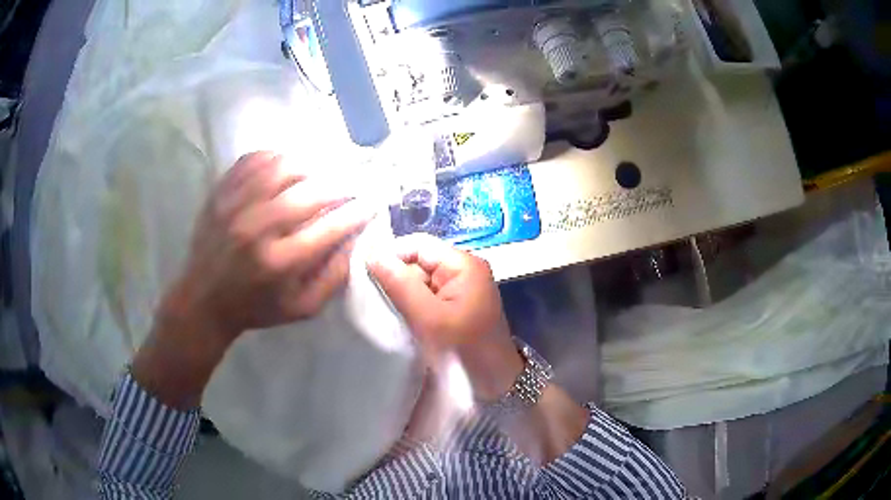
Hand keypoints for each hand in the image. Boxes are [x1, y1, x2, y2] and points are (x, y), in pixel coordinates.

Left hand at [133, 151, 373, 408]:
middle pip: (309, 192)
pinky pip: (253, 160)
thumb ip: (333, 277)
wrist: (203, 300)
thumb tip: (355, 239)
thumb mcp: (301, 308)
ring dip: (309, 167)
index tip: (370, 203)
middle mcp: (257, 229)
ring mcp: (235, 206)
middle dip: (339, 185)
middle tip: (349, 186)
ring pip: (281, 167)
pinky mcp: (220, 193)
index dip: (356, 212)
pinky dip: (275, 157)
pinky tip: (284, 167)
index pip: (330, 227)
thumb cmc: (256, 307)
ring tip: (317, 175)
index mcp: (280, 263)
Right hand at [367, 234, 522, 401]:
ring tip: (388, 311)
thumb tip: (372, 253)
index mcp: (463, 264)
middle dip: (397, 278)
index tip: (365, 274)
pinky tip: (403, 318)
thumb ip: (400, 284)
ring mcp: (460, 288)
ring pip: (420, 280)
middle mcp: (463, 270)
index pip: (418, 244)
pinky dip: (413, 305)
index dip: (391, 254)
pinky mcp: (456, 305)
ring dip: (403, 294)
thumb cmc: (464, 350)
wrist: (495, 383)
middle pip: (419, 261)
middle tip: (375, 300)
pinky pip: (428, 296)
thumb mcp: (429, 318)